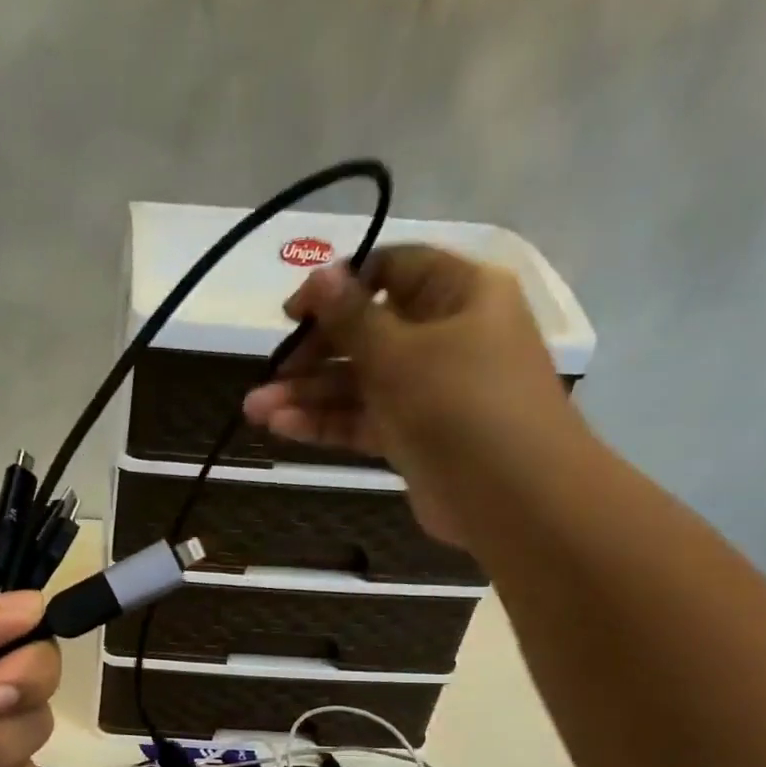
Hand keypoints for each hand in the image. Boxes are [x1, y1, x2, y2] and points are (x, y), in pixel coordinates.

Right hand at [241, 246, 580, 546]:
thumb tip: (320, 271)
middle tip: (271, 372)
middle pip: (367, 332)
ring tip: (254, 409)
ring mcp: (428, 390)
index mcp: (459, 294)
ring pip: (359, 383)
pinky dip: (325, 422)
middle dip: (313, 353)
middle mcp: (445, 336)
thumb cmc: (460, 403)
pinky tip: (281, 427)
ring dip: (307, 394)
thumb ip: (351, 317)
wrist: (511, 495)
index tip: (293, 313)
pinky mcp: (413, 436)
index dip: (339, 286)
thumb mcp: (399, 352)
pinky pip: (363, 420)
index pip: (391, 271)